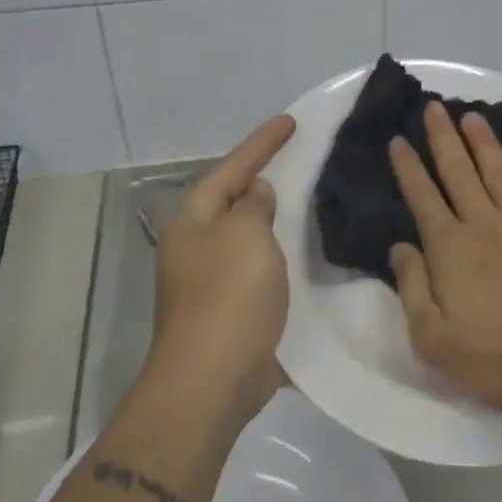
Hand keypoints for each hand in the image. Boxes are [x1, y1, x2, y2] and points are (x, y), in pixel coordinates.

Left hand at [151, 114, 296, 423]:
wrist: (212, 381)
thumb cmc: (228, 297)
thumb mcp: (246, 236)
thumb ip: (253, 206)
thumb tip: (255, 194)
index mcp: (194, 221)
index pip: (232, 168)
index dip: (262, 143)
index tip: (291, 121)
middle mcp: (196, 246)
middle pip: (234, 201)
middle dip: (263, 180)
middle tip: (299, 158)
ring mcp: (210, 282)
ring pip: (248, 237)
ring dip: (274, 221)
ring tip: (308, 200)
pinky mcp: (230, 311)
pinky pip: (259, 270)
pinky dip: (281, 257)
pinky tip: (306, 254)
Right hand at [388, 101, 501, 414]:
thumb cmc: (497, 357)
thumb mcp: (434, 339)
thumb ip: (413, 287)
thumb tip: (401, 246)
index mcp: (451, 247)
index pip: (422, 197)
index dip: (408, 167)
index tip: (398, 139)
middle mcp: (484, 224)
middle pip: (459, 172)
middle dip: (443, 137)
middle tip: (434, 106)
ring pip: (499, 173)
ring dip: (484, 142)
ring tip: (473, 116)